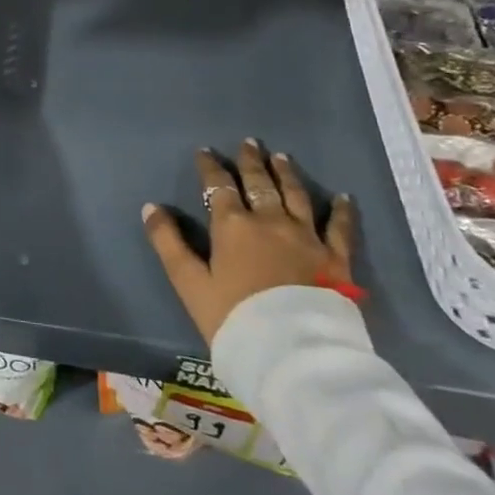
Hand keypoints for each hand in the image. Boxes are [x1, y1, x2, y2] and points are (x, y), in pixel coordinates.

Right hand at [142, 140, 357, 344]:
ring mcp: (307, 237)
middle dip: (251, 161)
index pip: (219, 186)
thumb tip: (150, 207)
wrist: (291, 352)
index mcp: (233, 225)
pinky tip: (344, 197)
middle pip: (259, 183)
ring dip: (286, 174)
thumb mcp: (189, 282)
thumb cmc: (232, 316)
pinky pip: (340, 228)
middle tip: (249, 142)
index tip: (205, 151)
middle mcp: (271, 221)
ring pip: (296, 195)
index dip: (211, 167)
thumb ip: (168, 242)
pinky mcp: (336, 258)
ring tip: (281, 157)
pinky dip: (341, 210)